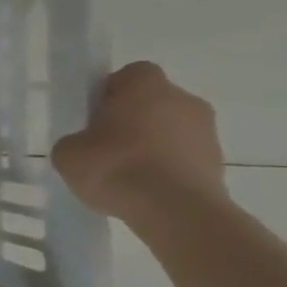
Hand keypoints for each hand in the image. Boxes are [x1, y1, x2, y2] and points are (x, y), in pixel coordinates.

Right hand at [51, 61, 225, 219]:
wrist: (176, 212)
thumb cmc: (116, 167)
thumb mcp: (68, 152)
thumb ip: (76, 140)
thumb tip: (86, 146)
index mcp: (146, 86)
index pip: (130, 75)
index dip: (111, 92)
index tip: (95, 115)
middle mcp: (184, 100)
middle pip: (154, 101)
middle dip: (133, 118)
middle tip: (106, 144)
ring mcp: (208, 132)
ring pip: (171, 129)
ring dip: (152, 144)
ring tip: (127, 173)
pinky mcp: (219, 163)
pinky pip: (184, 156)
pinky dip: (167, 167)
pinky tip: (146, 189)